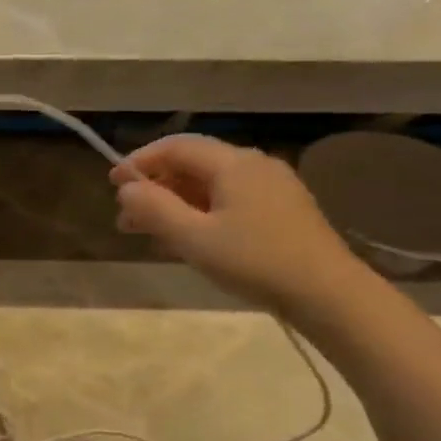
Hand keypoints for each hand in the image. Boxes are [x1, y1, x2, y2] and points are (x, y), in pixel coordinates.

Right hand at [111, 135, 361, 315]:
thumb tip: (127, 188)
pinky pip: (229, 200)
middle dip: (155, 187)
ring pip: (211, 185)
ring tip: (150, 233)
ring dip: (175, 203)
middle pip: (193, 164)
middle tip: (126, 217)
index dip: (139, 162)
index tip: (112, 184)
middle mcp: (253, 165)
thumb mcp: (194, 238)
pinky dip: (200, 212)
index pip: (176, 147)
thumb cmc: (255, 261)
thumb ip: (155, 209)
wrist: (327, 293)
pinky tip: (189, 239)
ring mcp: (272, 187)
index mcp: (233, 163)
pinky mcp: (281, 210)